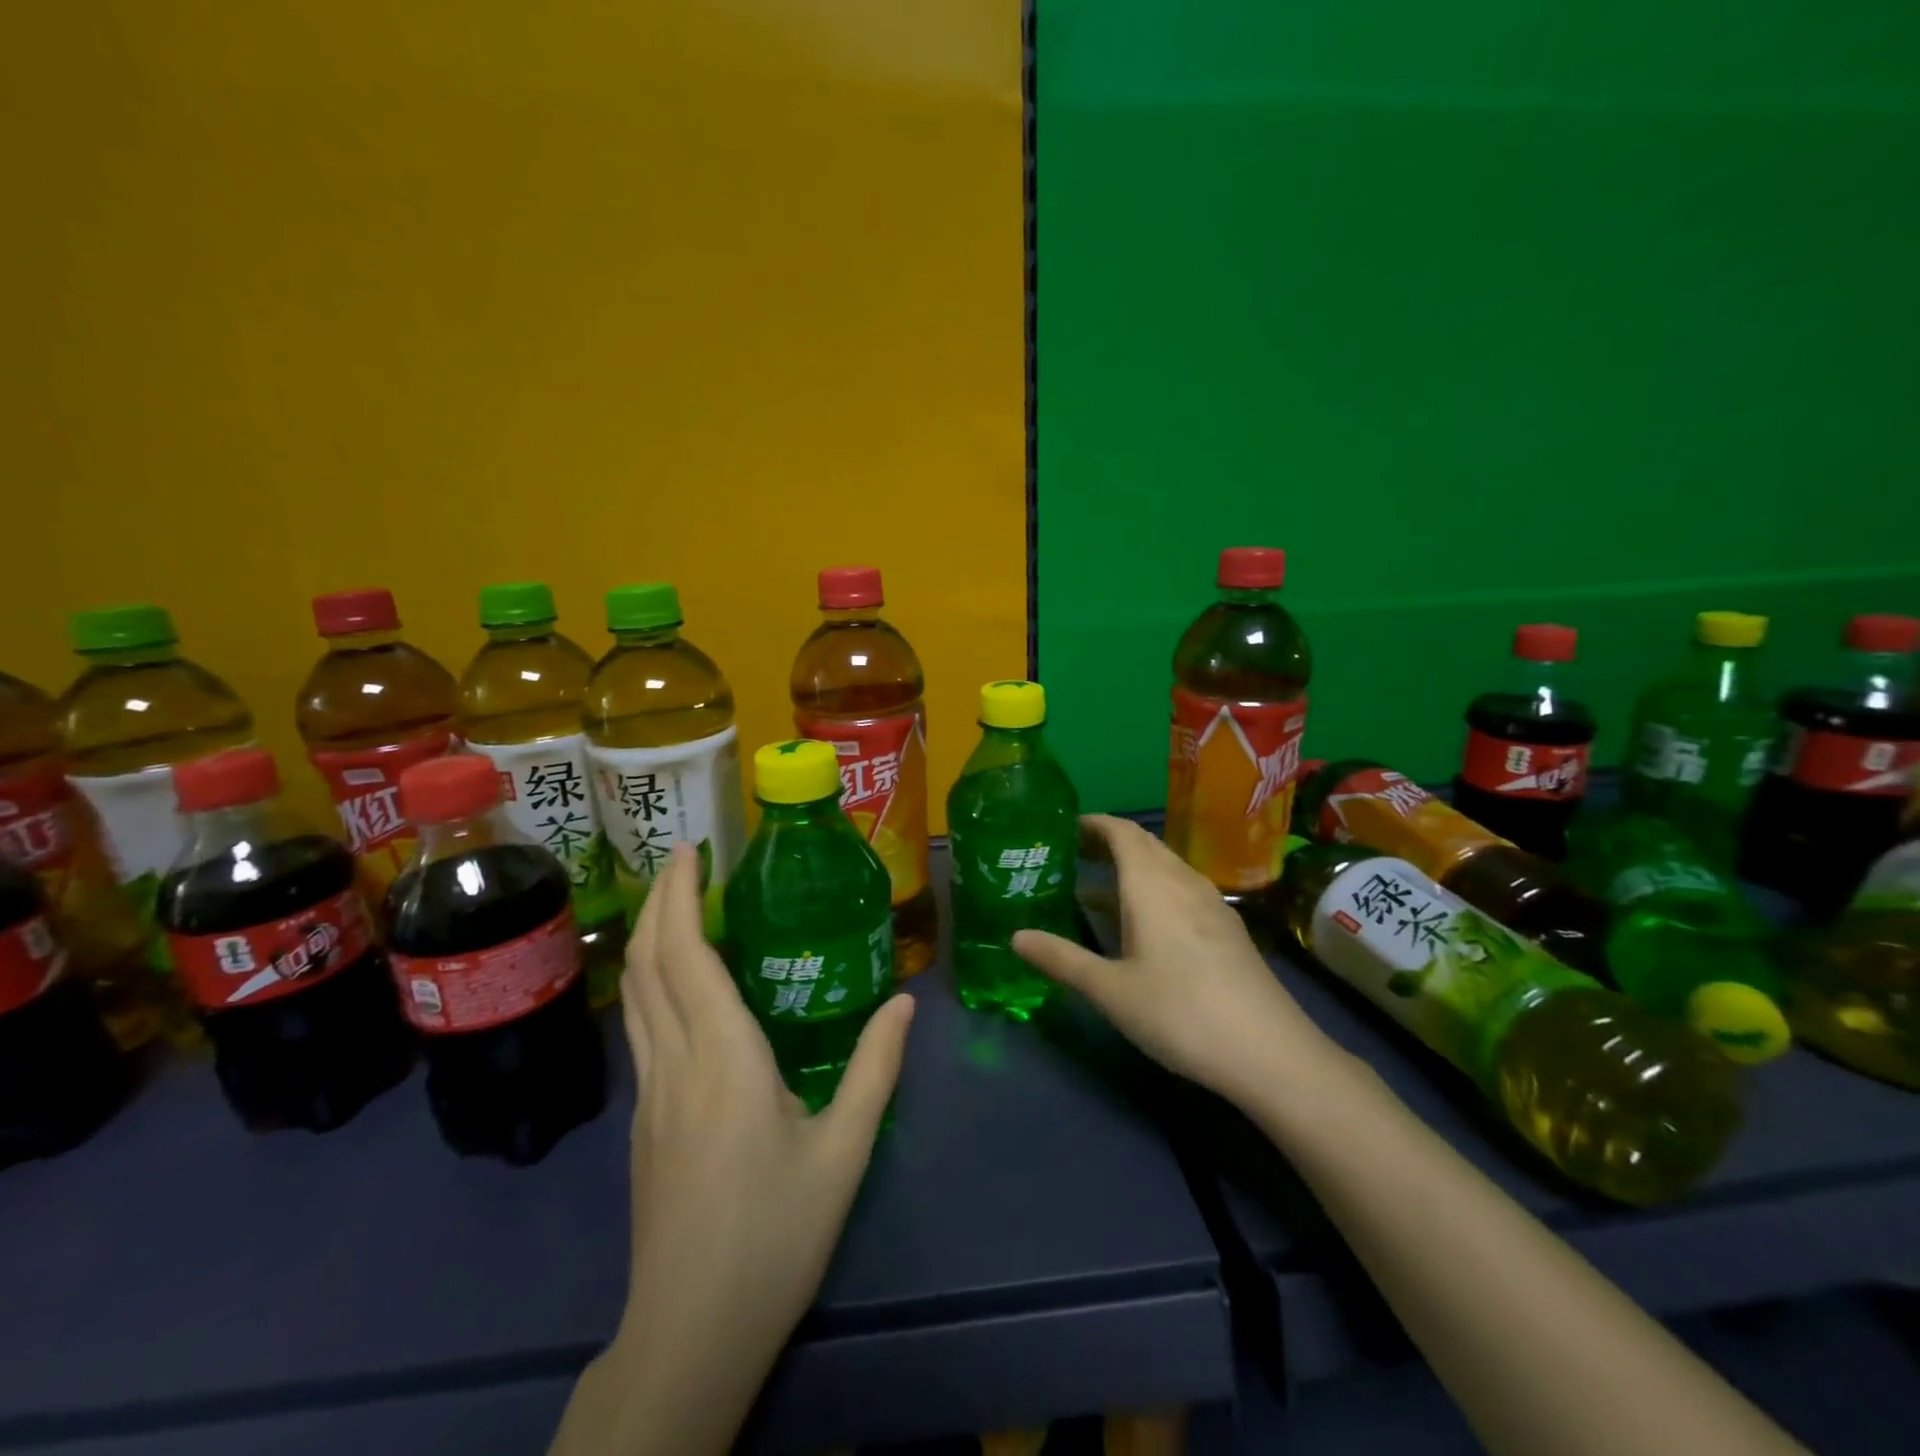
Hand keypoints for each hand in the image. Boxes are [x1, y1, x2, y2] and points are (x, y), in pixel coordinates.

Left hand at [591, 844, 914, 1453]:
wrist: (690, 1332)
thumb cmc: (775, 1236)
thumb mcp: (845, 1152)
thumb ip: (875, 1069)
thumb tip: (905, 1004)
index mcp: (724, 1059)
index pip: (687, 957)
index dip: (682, 898)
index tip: (693, 852)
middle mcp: (676, 1062)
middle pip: (649, 964)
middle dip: (660, 902)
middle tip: (683, 859)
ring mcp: (650, 1092)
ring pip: (634, 994)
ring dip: (648, 937)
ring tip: (674, 902)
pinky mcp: (643, 1118)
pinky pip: (640, 1025)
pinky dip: (650, 979)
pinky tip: (674, 980)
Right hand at [1012, 815, 1342, 1107]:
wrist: (1269, 1051)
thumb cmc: (1179, 1012)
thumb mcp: (1110, 990)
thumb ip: (1061, 959)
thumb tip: (1015, 937)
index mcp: (1151, 884)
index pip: (1121, 831)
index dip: (1092, 823)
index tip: (1062, 827)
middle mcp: (1182, 881)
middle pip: (1143, 844)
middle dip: (1107, 842)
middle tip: (1070, 855)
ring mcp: (1210, 903)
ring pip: (1164, 867)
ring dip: (1130, 867)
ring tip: (1095, 888)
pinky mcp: (1226, 927)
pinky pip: (1180, 888)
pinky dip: (1152, 888)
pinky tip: (1140, 924)